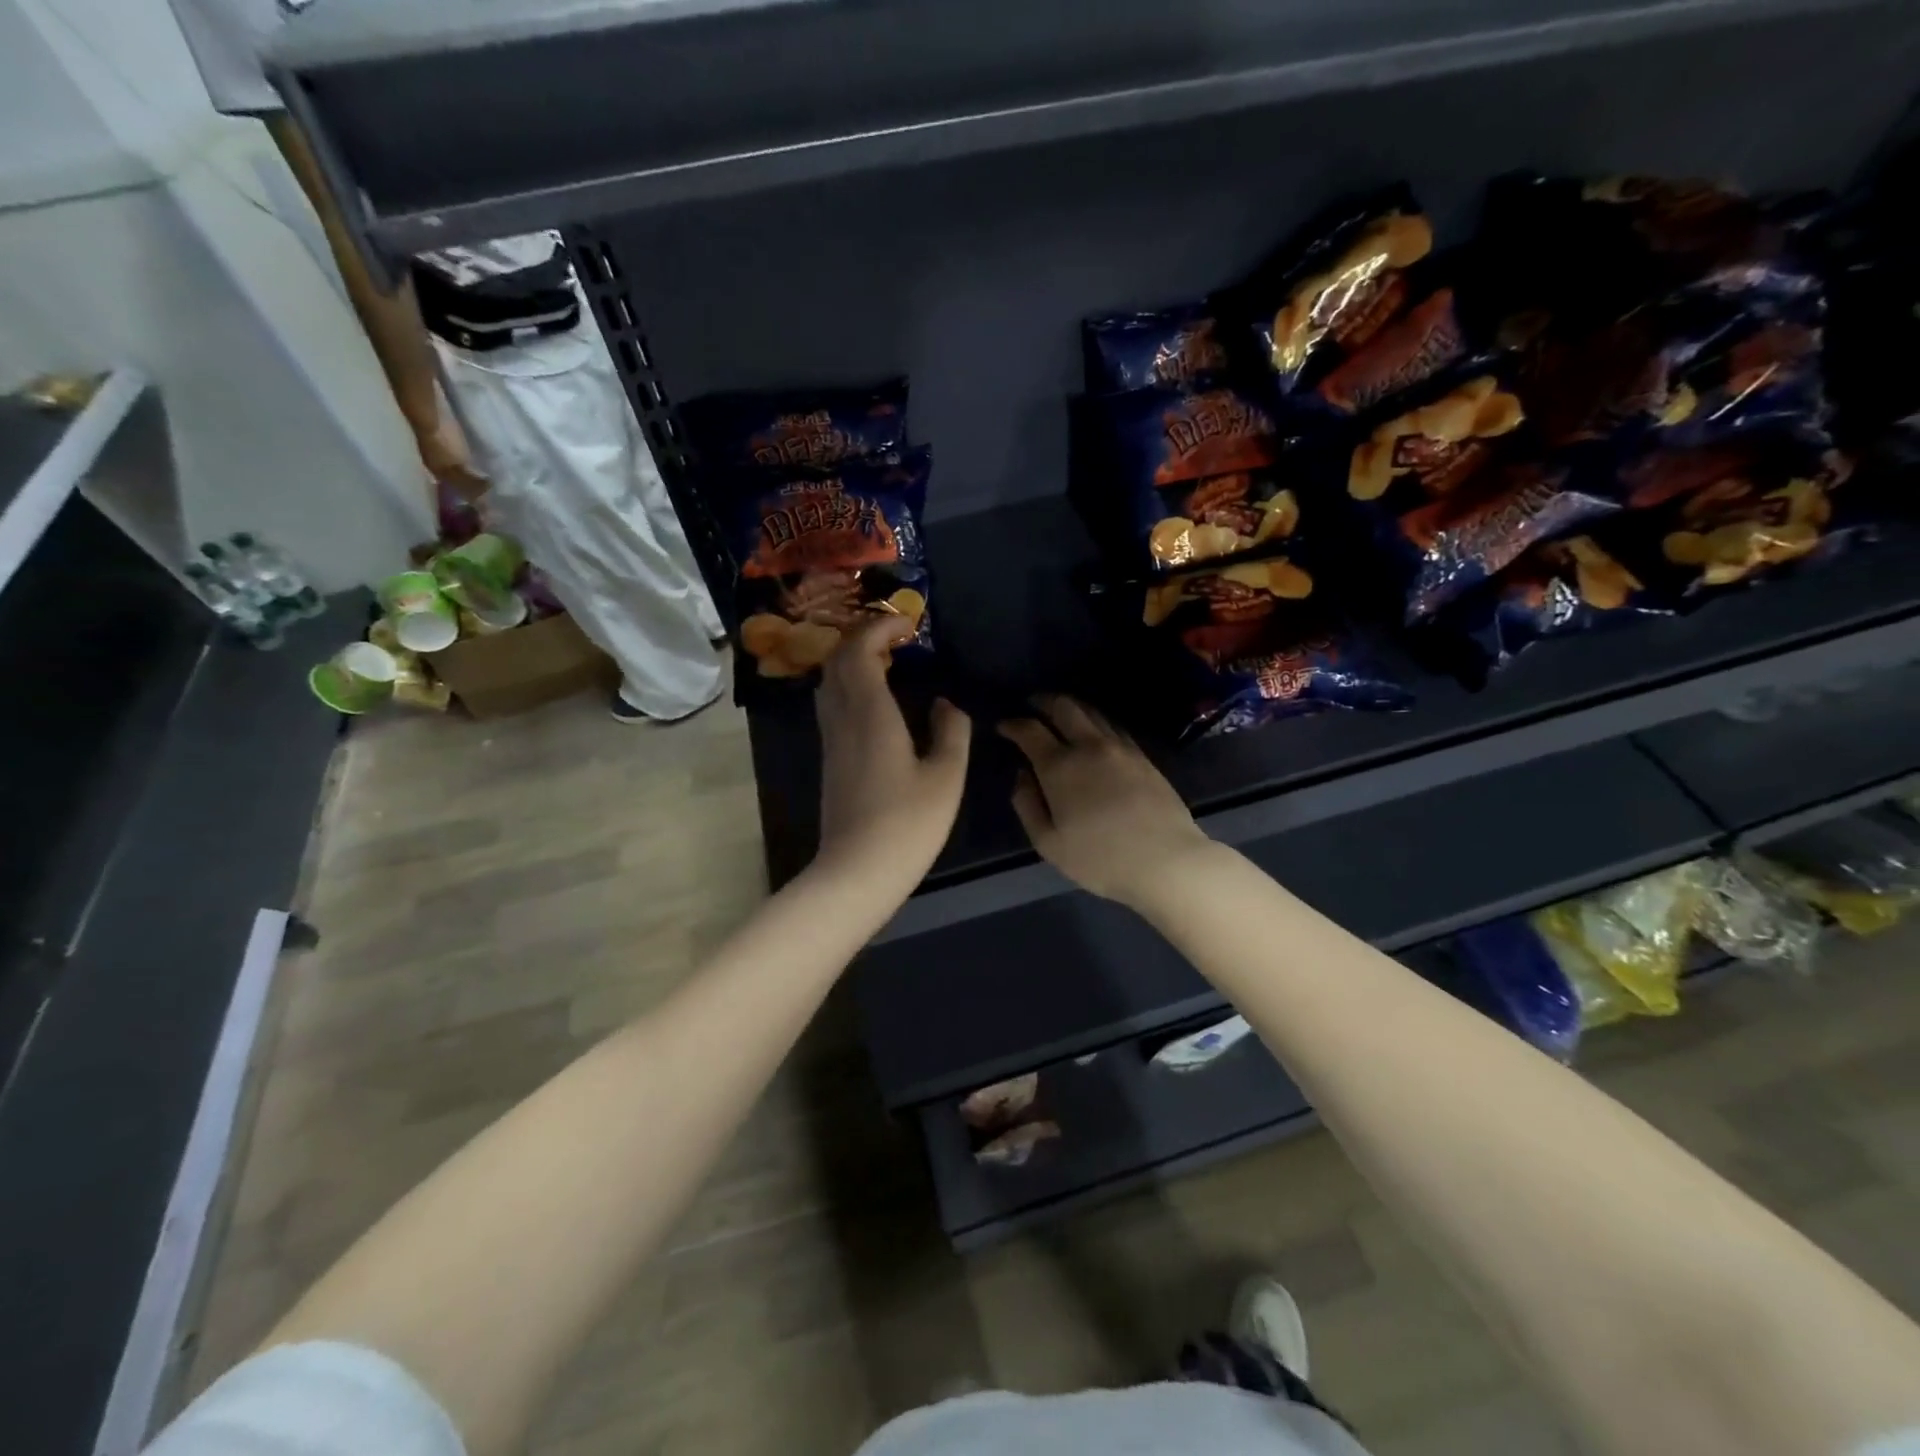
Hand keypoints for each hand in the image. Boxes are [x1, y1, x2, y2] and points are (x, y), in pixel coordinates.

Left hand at [815, 616, 970, 884]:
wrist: (856, 871)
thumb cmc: (907, 824)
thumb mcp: (946, 777)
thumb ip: (951, 731)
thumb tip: (946, 705)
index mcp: (870, 714)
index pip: (858, 651)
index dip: (878, 627)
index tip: (908, 624)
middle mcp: (842, 719)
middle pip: (837, 661)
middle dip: (863, 638)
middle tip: (898, 639)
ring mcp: (831, 740)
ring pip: (830, 682)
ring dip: (854, 661)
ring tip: (890, 664)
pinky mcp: (830, 759)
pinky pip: (833, 705)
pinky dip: (851, 686)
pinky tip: (878, 702)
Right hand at [999, 697, 1210, 903]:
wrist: (1165, 861)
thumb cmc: (1100, 858)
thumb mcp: (1049, 843)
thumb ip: (1027, 805)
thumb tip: (1022, 775)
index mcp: (1059, 766)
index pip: (1030, 730)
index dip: (1013, 724)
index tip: (1003, 726)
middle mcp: (1089, 746)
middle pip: (1064, 706)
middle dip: (1043, 701)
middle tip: (1033, 705)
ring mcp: (1120, 748)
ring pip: (1092, 712)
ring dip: (1072, 707)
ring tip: (1061, 714)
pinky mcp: (1143, 757)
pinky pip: (1114, 726)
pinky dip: (1097, 721)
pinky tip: (1095, 732)